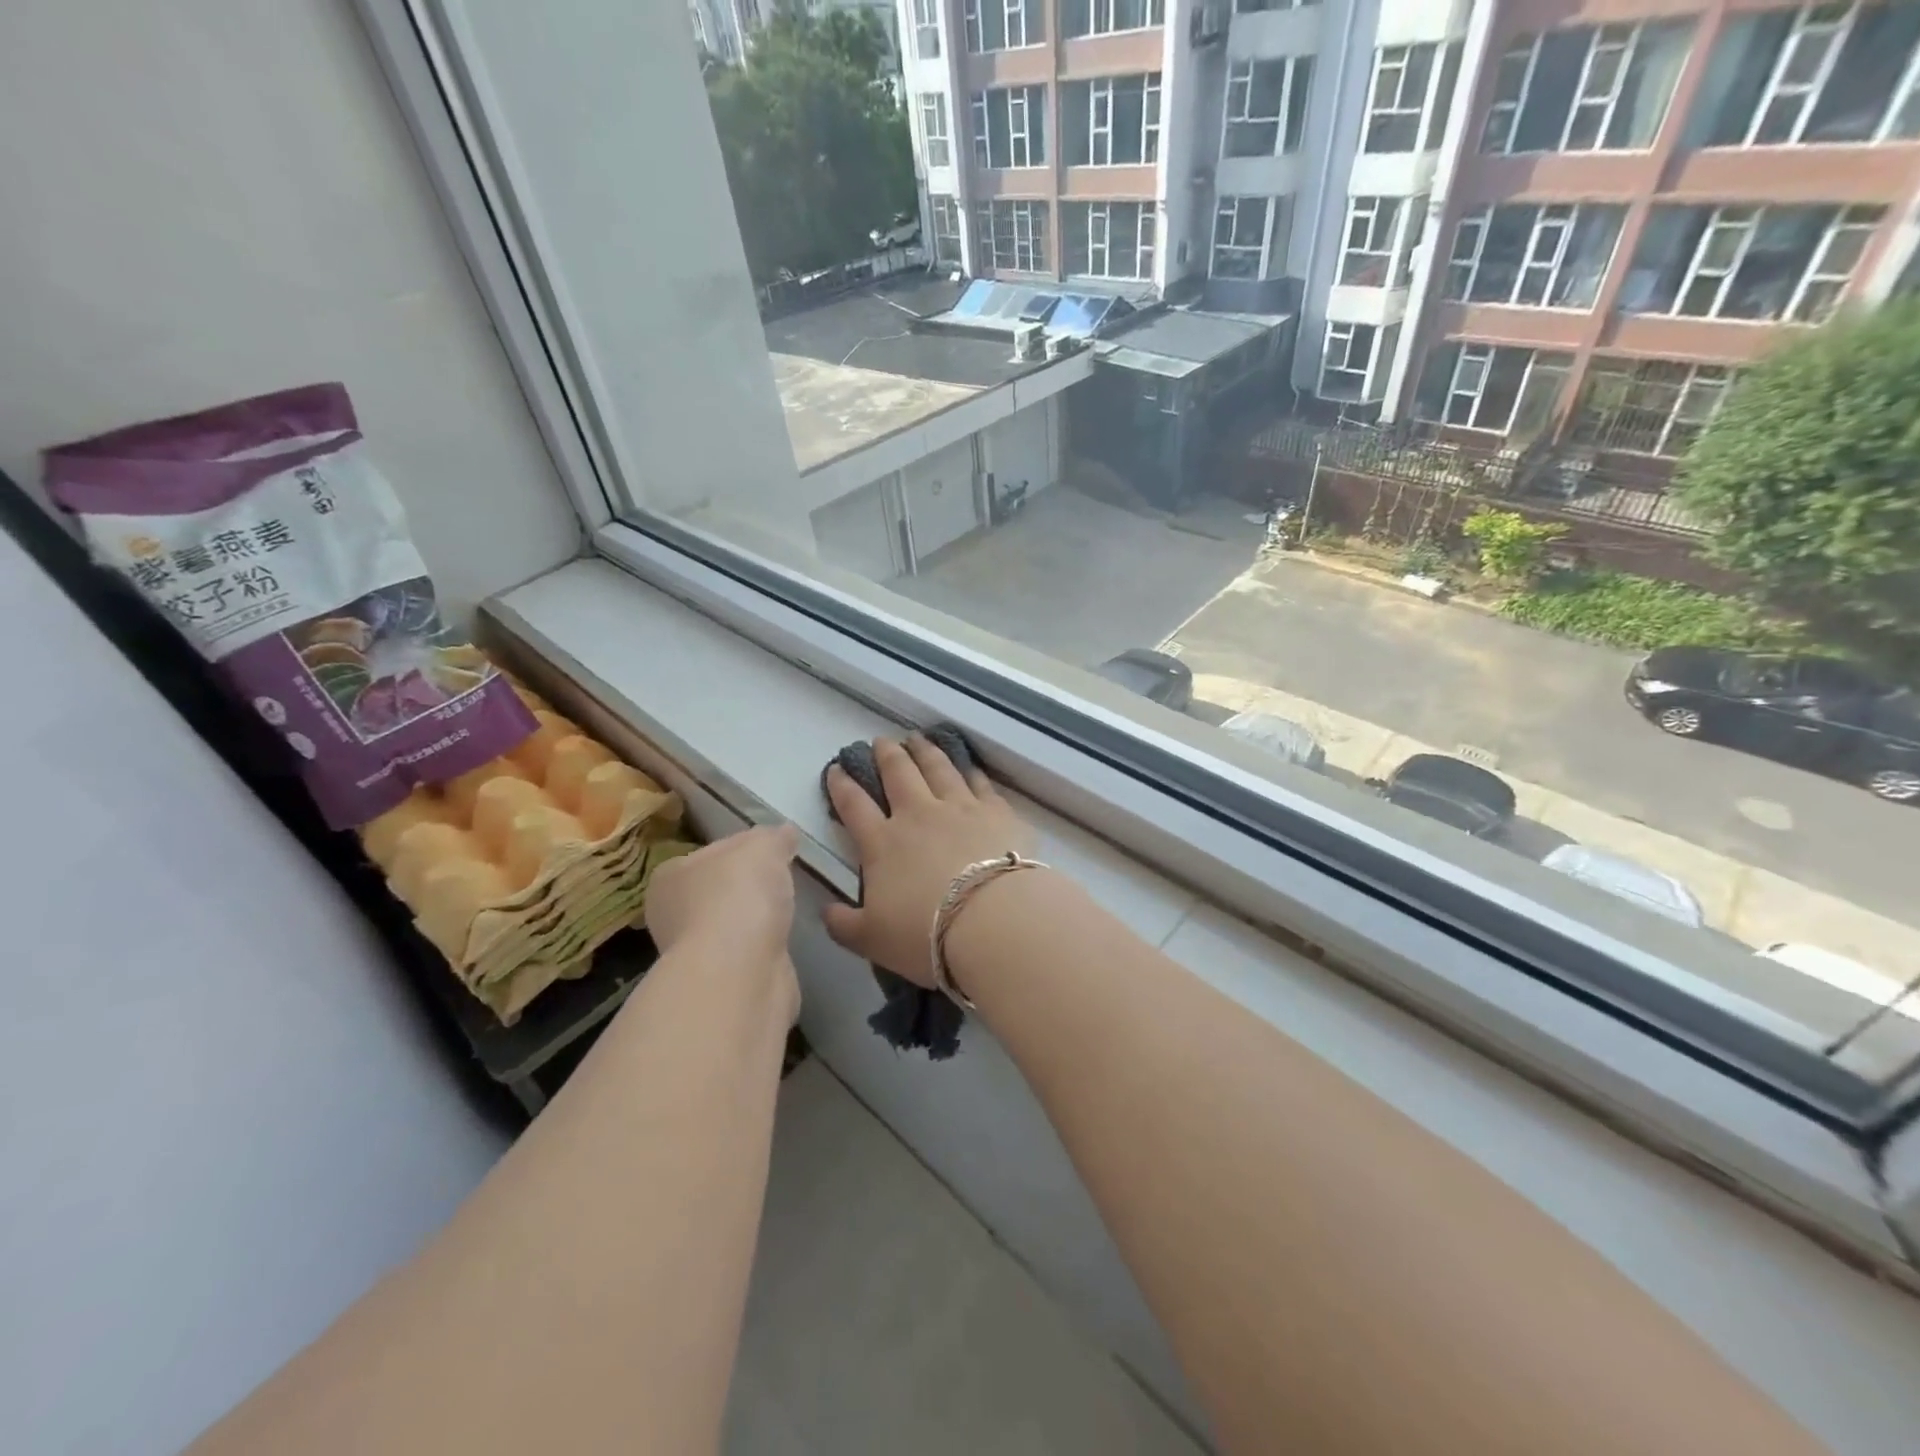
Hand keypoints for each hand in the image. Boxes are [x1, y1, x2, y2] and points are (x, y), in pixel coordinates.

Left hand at [646, 824, 799, 973]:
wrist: (740, 973)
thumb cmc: (739, 896)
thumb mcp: (763, 846)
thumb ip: (774, 836)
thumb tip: (785, 833)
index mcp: (669, 876)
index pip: (710, 853)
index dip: (743, 848)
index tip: (772, 851)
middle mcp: (672, 915)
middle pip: (719, 890)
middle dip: (748, 886)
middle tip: (784, 879)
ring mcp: (695, 953)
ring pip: (733, 924)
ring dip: (756, 920)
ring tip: (788, 911)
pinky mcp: (721, 981)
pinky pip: (747, 953)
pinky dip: (763, 947)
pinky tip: (781, 942)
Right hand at [823, 735, 1035, 987]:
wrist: (992, 921)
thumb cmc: (926, 933)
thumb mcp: (871, 940)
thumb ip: (843, 925)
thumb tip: (826, 912)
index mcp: (883, 843)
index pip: (854, 806)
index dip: (842, 786)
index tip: (837, 769)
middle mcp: (918, 814)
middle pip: (898, 773)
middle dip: (886, 755)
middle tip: (880, 741)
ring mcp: (960, 807)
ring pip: (938, 768)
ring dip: (925, 751)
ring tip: (918, 739)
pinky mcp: (996, 811)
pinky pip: (980, 783)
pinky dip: (970, 771)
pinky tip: (968, 766)